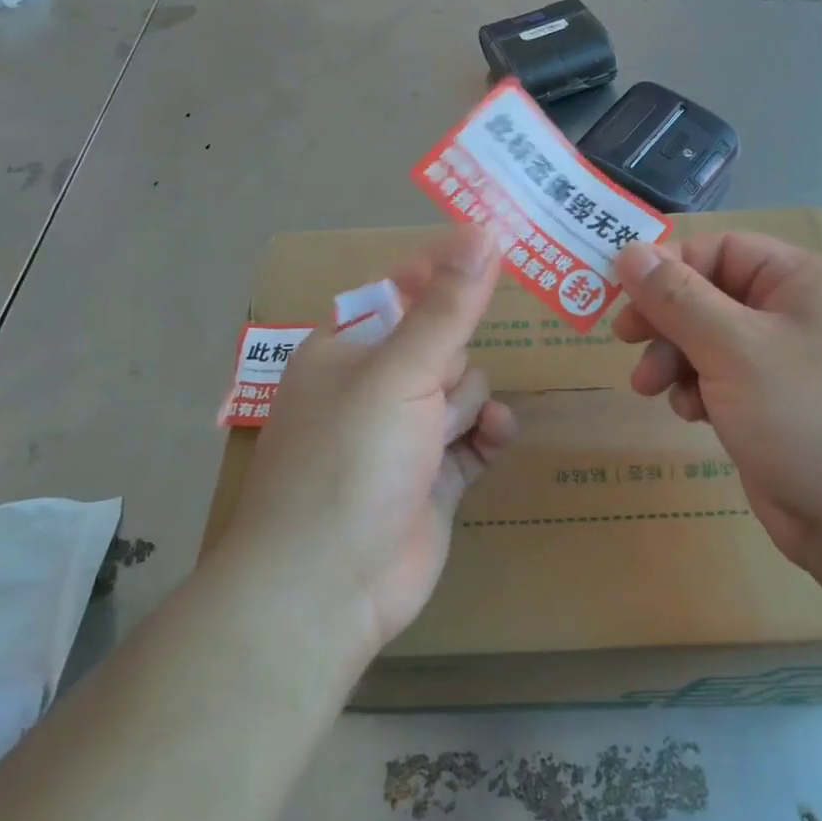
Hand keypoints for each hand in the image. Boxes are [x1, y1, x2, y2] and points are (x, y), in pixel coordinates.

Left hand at [226, 227, 516, 658]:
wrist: (327, 589)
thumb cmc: (350, 461)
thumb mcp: (400, 373)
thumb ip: (447, 305)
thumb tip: (482, 231)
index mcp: (347, 350)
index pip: (403, 290)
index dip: (445, 270)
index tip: (494, 246)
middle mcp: (373, 386)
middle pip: (443, 342)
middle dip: (452, 361)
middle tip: (436, 387)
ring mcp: (404, 434)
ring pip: (465, 389)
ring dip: (467, 404)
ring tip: (443, 437)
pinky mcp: (434, 476)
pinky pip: (477, 435)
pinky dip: (487, 434)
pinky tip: (492, 438)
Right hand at [613, 234, 821, 565]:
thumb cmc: (801, 415)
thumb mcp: (731, 347)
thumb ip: (676, 296)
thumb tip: (628, 251)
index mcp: (801, 280)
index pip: (721, 249)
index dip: (669, 265)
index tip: (623, 292)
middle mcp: (797, 312)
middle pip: (712, 294)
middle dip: (666, 319)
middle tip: (626, 340)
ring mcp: (788, 361)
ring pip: (711, 339)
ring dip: (675, 358)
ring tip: (650, 387)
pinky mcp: (776, 404)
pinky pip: (723, 378)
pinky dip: (699, 389)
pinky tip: (691, 415)